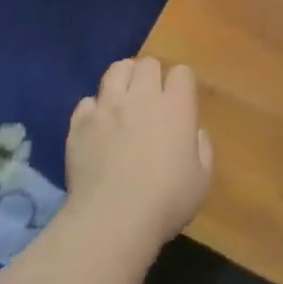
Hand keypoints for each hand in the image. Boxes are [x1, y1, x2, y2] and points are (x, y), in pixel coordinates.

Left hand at [65, 57, 213, 249]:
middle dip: (151, 75)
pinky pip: (87, 101)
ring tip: (123, 98)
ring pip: (116, 70)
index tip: (180, 101)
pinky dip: (94, 109)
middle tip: (151, 98)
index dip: (181, 84)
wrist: (112, 219)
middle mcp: (141, 97)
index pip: (181, 72)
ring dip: (123, 79)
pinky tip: (97, 125)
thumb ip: (202, 148)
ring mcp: (107, 106)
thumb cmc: (165, 202)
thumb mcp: (201, 180)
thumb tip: (195, 131)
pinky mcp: (80, 122)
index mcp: (176, 107)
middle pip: (147, 63)